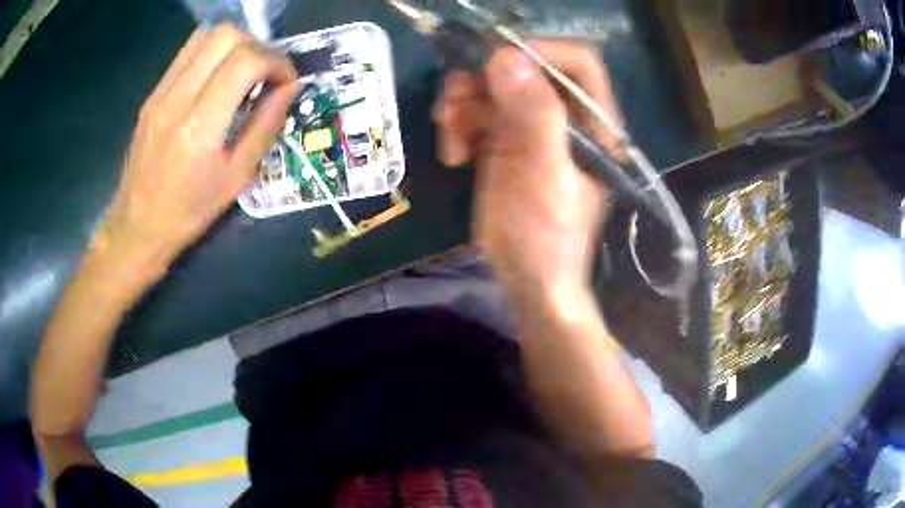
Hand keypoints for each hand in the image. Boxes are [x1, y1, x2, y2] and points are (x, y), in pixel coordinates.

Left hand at [95, 23, 299, 271]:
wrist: (138, 227)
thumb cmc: (190, 211)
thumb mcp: (237, 177)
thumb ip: (266, 125)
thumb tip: (291, 87)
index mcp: (200, 126)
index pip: (247, 61)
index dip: (277, 62)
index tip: (286, 82)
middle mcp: (178, 99)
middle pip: (227, 35)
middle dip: (258, 47)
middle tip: (264, 74)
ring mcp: (161, 93)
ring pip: (206, 35)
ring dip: (234, 45)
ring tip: (242, 73)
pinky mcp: (152, 94)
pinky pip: (188, 53)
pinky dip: (212, 54)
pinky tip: (217, 79)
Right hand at [434, 42, 622, 297]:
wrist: (528, 278)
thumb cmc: (547, 235)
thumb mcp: (545, 175)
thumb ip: (534, 115)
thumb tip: (505, 57)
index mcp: (591, 122)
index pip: (576, 61)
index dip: (539, 50)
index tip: (495, 60)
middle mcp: (563, 116)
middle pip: (524, 68)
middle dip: (484, 79)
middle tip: (454, 101)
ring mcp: (531, 127)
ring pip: (492, 88)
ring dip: (462, 104)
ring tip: (451, 138)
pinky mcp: (504, 141)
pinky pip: (476, 113)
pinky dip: (458, 126)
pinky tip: (454, 156)